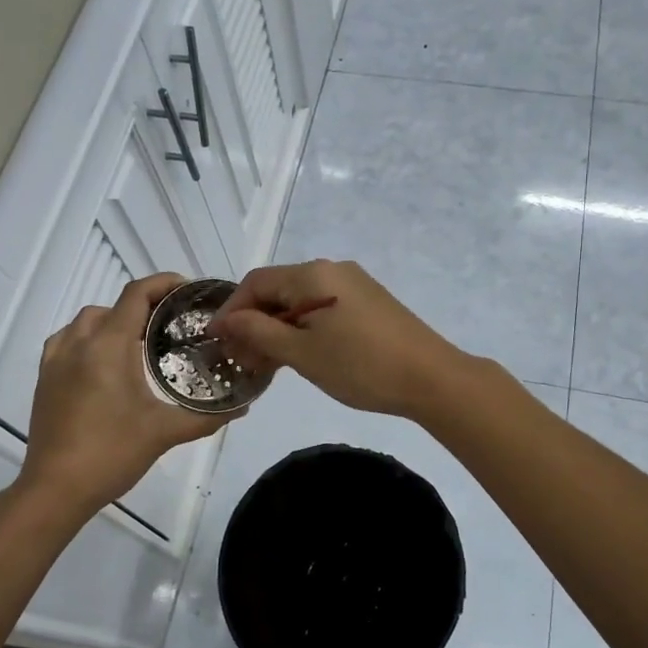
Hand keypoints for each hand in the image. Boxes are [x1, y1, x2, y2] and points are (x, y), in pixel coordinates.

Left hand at [20, 274, 229, 513]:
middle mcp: (79, 343)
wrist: (55, 489)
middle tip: (171, 326)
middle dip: (143, 307)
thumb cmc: (112, 453)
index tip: (188, 290)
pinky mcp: (44, 378)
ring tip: (138, 344)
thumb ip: (207, 417)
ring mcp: (56, 360)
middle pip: (113, 305)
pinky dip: (88, 338)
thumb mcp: (165, 432)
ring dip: (114, 321)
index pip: (136, 294)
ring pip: (86, 321)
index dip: (163, 283)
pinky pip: (67, 340)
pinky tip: (103, 363)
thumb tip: (243, 406)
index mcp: (109, 346)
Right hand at [210, 259, 467, 417]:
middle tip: (240, 360)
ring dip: (277, 329)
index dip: (231, 311)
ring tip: (265, 365)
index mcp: (313, 274)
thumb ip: (259, 333)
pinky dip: (302, 329)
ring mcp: (353, 285)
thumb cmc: (361, 366)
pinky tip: (298, 357)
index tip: (215, 342)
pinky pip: (322, 309)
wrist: (431, 378)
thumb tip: (226, 321)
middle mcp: (332, 270)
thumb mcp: (302, 353)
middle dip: (254, 323)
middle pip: (278, 290)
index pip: (256, 282)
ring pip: (300, 301)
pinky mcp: (368, 303)